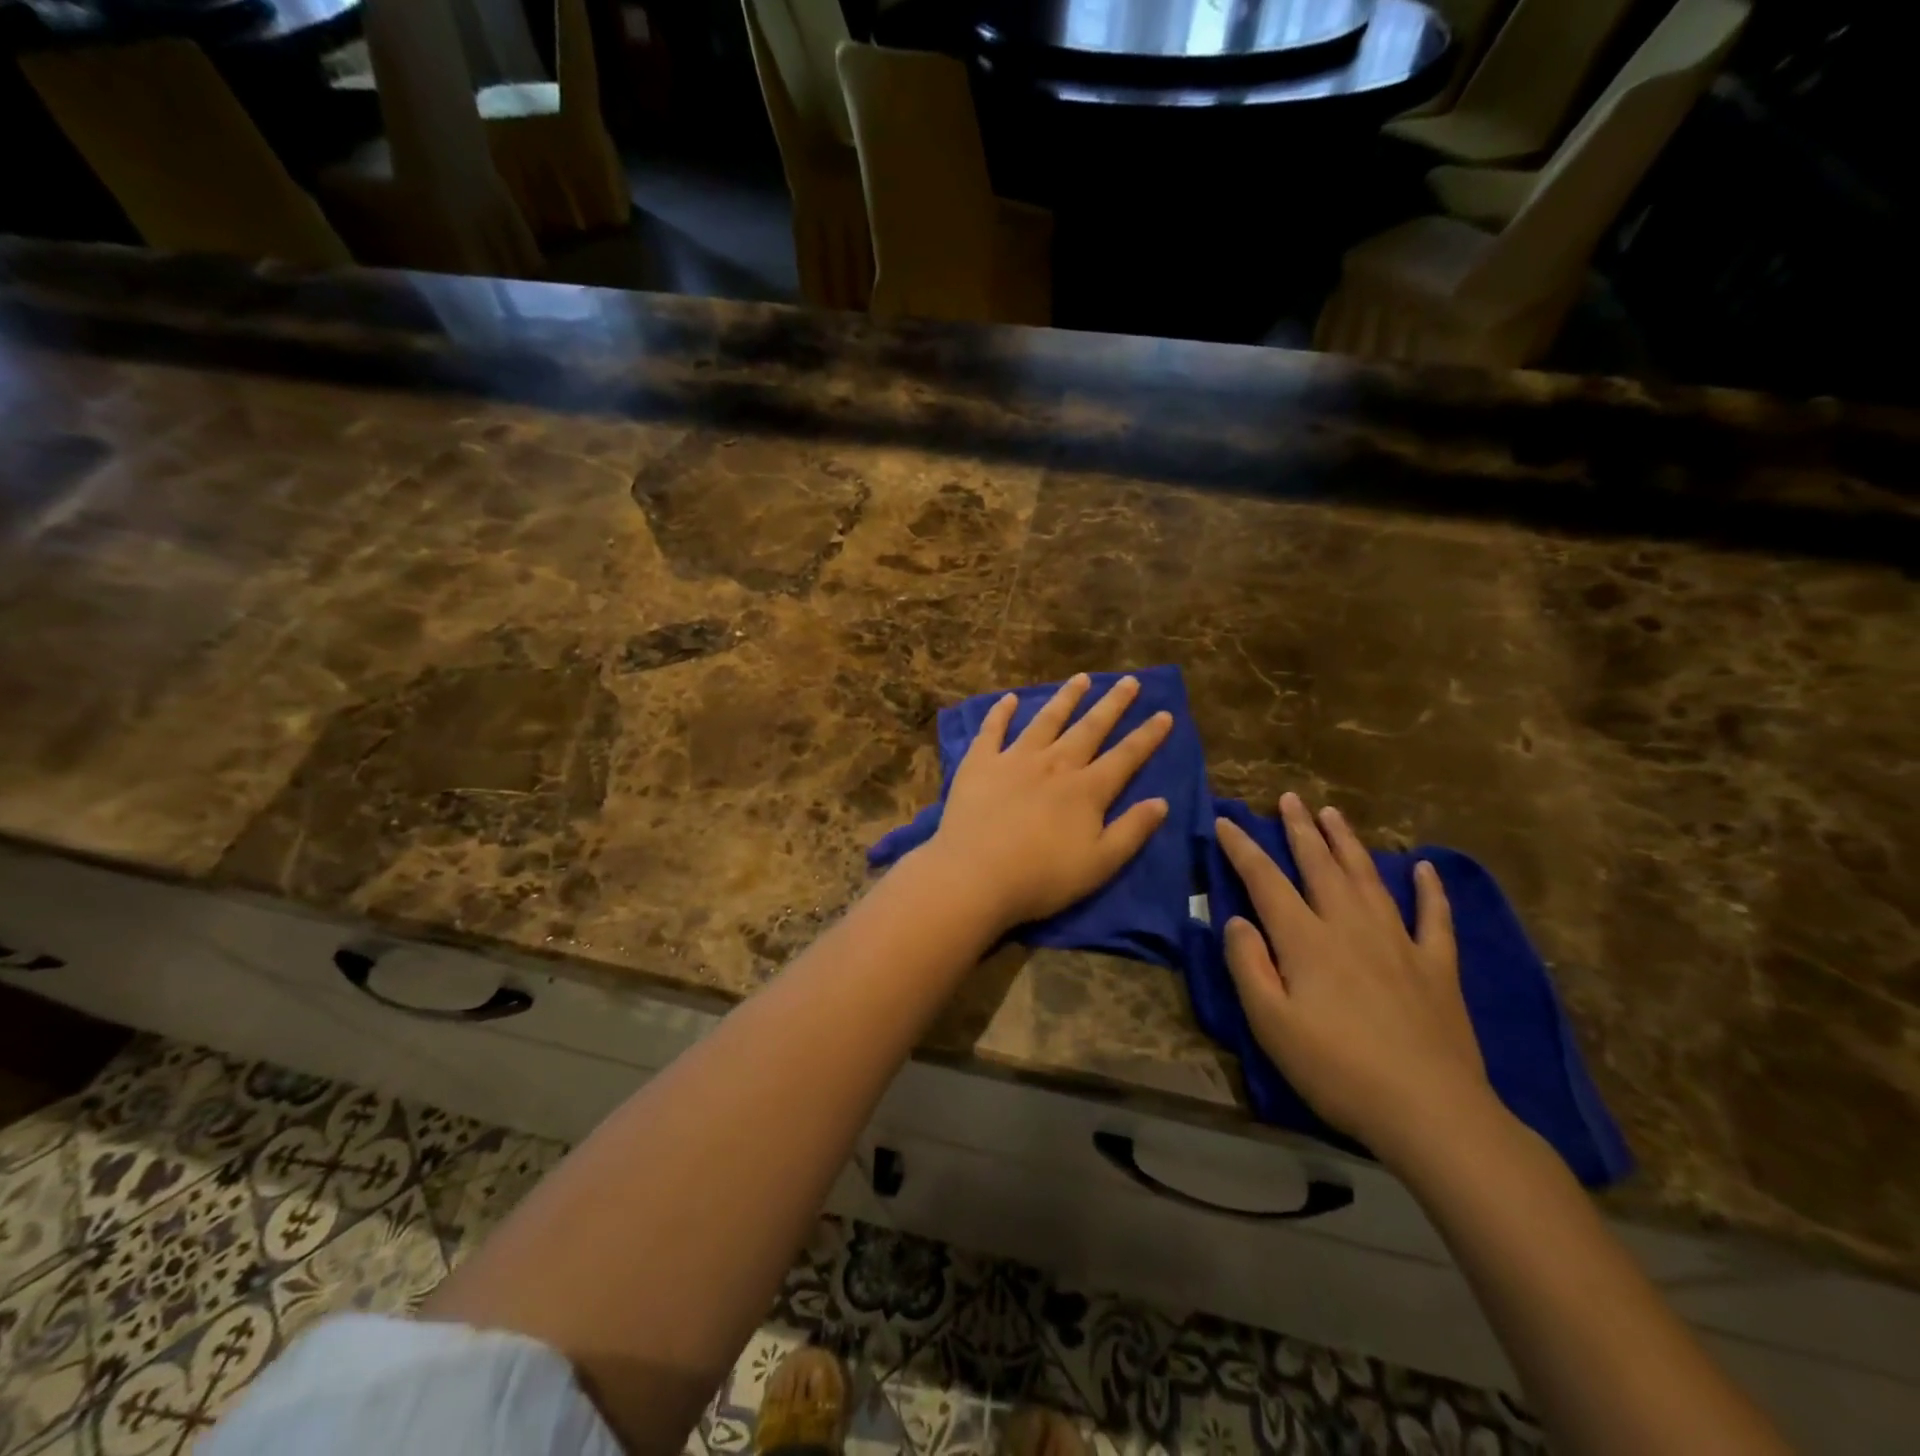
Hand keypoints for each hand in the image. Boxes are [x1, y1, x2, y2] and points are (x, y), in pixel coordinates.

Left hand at [924, 674, 1172, 933]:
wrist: (975, 876)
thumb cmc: (1041, 878)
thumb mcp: (1100, 864)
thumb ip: (1132, 831)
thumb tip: (1161, 802)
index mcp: (1087, 790)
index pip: (1126, 756)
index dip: (1148, 736)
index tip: (1164, 713)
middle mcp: (1055, 764)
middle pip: (1090, 728)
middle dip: (1113, 704)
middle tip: (1130, 680)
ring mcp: (1015, 759)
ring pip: (1047, 719)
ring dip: (1066, 698)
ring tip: (1081, 678)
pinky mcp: (980, 763)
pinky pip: (993, 729)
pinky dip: (1002, 712)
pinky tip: (1010, 698)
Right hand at [1218, 793, 1496, 1165]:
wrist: (1431, 1111)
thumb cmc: (1337, 1069)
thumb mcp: (1270, 1023)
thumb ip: (1248, 965)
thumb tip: (1235, 919)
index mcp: (1306, 940)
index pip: (1265, 880)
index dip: (1242, 848)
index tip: (1226, 820)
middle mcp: (1350, 926)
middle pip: (1320, 865)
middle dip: (1300, 830)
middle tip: (1290, 799)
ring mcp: (1399, 942)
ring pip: (1368, 879)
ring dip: (1348, 843)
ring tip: (1333, 814)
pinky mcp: (1437, 967)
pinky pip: (1435, 918)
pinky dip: (1430, 890)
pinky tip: (1425, 868)